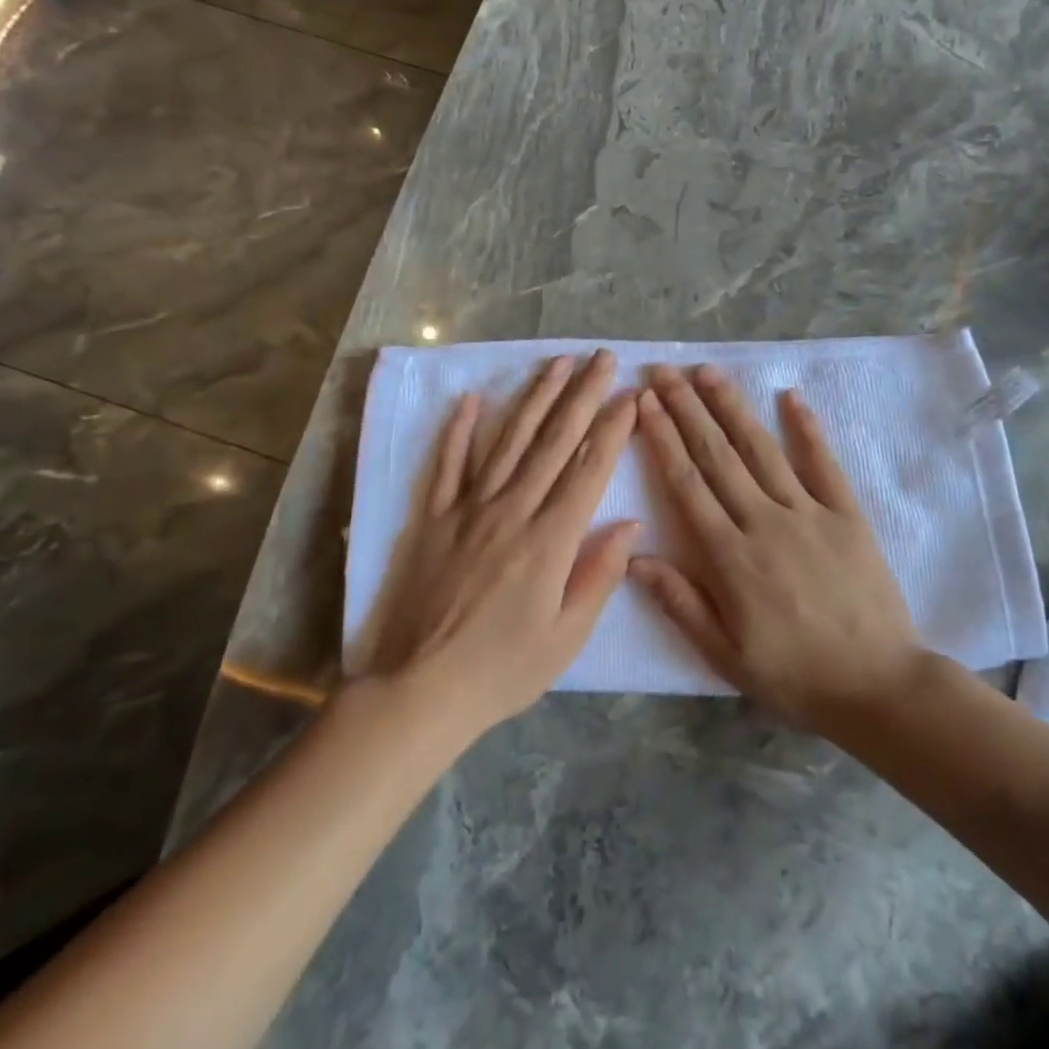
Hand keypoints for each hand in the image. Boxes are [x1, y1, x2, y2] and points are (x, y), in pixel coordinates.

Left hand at [362, 350, 638, 736]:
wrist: (419, 690)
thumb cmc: (502, 670)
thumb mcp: (566, 637)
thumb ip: (599, 575)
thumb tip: (629, 524)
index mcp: (549, 540)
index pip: (588, 469)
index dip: (612, 428)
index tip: (630, 394)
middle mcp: (511, 511)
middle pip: (553, 442)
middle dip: (582, 395)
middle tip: (601, 358)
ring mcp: (467, 509)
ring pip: (507, 441)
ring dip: (534, 398)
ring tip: (556, 363)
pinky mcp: (432, 518)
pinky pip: (446, 465)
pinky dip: (459, 430)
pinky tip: (473, 399)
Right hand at [629, 364, 923, 732]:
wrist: (878, 684)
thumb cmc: (795, 674)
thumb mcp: (725, 654)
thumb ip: (680, 602)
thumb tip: (634, 557)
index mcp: (730, 556)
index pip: (687, 484)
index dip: (663, 439)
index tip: (645, 402)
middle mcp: (764, 521)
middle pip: (717, 455)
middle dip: (687, 409)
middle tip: (664, 371)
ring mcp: (809, 512)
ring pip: (761, 449)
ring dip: (732, 407)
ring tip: (708, 372)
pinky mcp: (847, 514)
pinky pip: (823, 463)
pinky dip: (807, 428)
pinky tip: (790, 396)